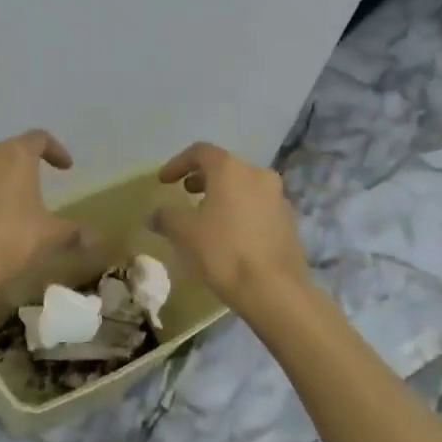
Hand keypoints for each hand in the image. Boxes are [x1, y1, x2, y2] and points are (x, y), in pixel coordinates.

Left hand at [0, 130, 85, 287]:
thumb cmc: (13, 238)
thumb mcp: (50, 235)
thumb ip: (74, 231)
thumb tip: (96, 239)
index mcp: (16, 154)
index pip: (39, 138)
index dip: (56, 150)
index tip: (66, 167)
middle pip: (10, 148)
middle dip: (26, 161)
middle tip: (39, 179)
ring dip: (1, 175)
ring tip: (14, 197)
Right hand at [149, 142, 311, 306]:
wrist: (274, 289)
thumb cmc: (224, 252)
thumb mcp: (185, 234)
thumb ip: (166, 217)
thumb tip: (153, 214)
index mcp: (231, 170)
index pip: (200, 152)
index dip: (178, 163)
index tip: (164, 181)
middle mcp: (258, 174)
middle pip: (225, 166)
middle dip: (202, 178)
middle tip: (186, 193)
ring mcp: (278, 196)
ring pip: (244, 185)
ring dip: (223, 193)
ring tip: (207, 214)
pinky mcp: (288, 219)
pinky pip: (259, 204)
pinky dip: (241, 209)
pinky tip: (231, 233)